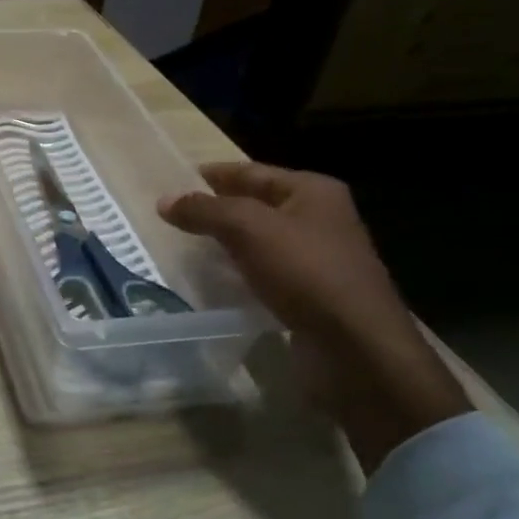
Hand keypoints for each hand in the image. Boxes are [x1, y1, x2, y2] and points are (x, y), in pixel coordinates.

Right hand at [159, 162, 469, 473]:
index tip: (176, 180)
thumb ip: (204, 210)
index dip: (213, 175)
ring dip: (226, 243)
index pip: (251, 172)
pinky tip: (215, 280)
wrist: (354, 346)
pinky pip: (266, 272)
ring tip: (186, 246)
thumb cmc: (305, 272)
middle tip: (175, 215)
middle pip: (256, 205)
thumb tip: (164, 201)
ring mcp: (318, 258)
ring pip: (260, 241)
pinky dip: (240, 272)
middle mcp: (319, 219)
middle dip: (218, 209)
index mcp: (312, 191)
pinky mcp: (311, 294)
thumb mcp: (248, 229)